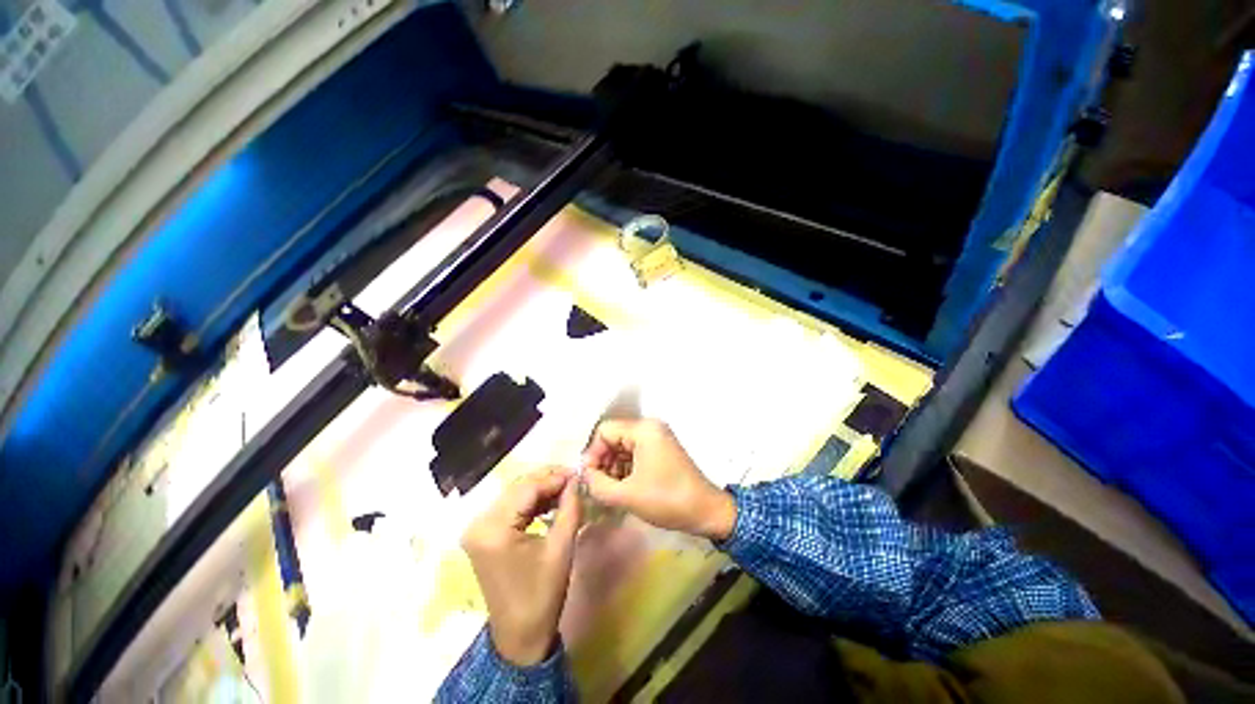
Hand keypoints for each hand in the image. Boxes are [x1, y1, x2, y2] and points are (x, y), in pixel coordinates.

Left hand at [462, 467, 581, 665]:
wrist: (520, 636)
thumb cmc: (542, 594)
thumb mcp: (561, 547)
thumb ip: (570, 507)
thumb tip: (577, 479)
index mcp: (493, 528)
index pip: (527, 488)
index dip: (555, 478)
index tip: (579, 474)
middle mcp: (479, 523)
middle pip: (519, 487)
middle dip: (548, 480)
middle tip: (575, 480)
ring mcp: (479, 529)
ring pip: (515, 494)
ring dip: (541, 490)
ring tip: (567, 491)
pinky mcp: (484, 535)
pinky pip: (511, 507)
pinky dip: (531, 503)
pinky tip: (550, 503)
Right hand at [581, 419, 735, 541]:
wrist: (706, 512)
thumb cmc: (667, 500)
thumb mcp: (626, 494)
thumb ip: (597, 484)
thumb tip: (583, 474)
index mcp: (643, 429)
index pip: (605, 431)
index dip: (593, 453)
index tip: (589, 478)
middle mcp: (650, 427)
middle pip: (614, 437)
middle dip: (603, 461)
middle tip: (597, 486)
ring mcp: (657, 437)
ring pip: (623, 446)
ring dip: (613, 466)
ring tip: (609, 490)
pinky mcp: (662, 450)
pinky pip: (635, 453)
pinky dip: (625, 468)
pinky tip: (622, 487)